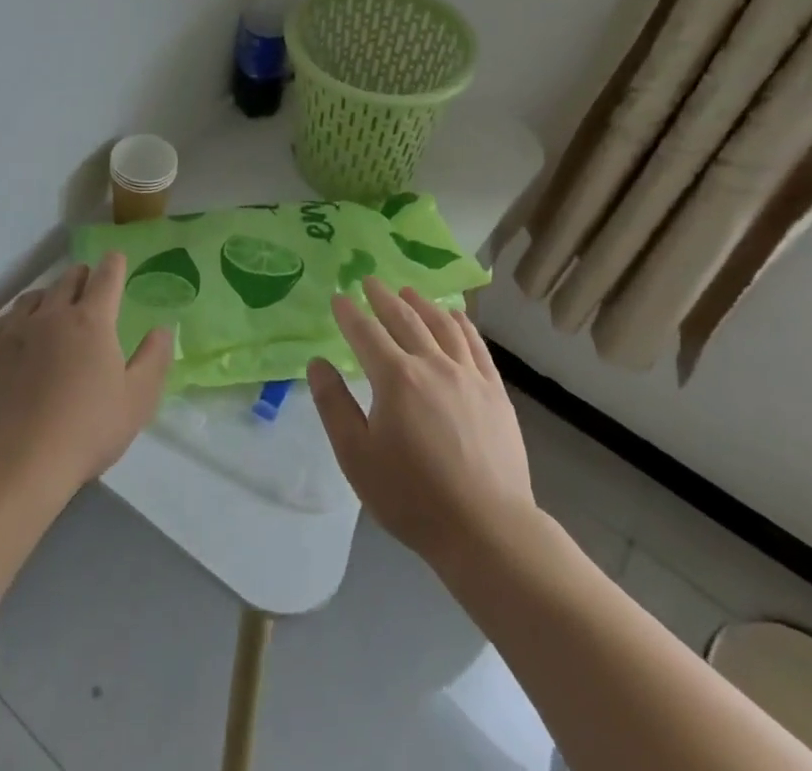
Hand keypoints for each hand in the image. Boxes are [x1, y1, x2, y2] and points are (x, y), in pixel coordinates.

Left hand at [0, 253, 172, 499]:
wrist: (13, 463)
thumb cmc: (85, 431)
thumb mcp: (137, 401)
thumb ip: (153, 359)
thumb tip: (162, 328)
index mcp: (92, 320)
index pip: (106, 277)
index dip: (114, 265)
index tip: (116, 260)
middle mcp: (53, 313)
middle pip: (69, 278)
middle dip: (83, 276)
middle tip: (88, 286)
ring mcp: (16, 328)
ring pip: (36, 295)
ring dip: (51, 294)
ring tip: (54, 307)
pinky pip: (7, 317)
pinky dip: (21, 316)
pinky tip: (21, 333)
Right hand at [308, 277, 535, 568]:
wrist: (487, 529)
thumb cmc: (413, 496)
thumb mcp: (357, 457)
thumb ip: (335, 405)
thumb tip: (317, 363)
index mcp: (396, 378)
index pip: (366, 333)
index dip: (349, 313)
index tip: (338, 298)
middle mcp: (432, 364)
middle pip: (405, 319)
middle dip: (383, 298)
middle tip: (370, 282)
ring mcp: (468, 375)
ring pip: (442, 325)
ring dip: (422, 304)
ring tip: (408, 291)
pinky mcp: (494, 391)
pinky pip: (475, 345)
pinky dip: (461, 324)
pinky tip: (455, 316)